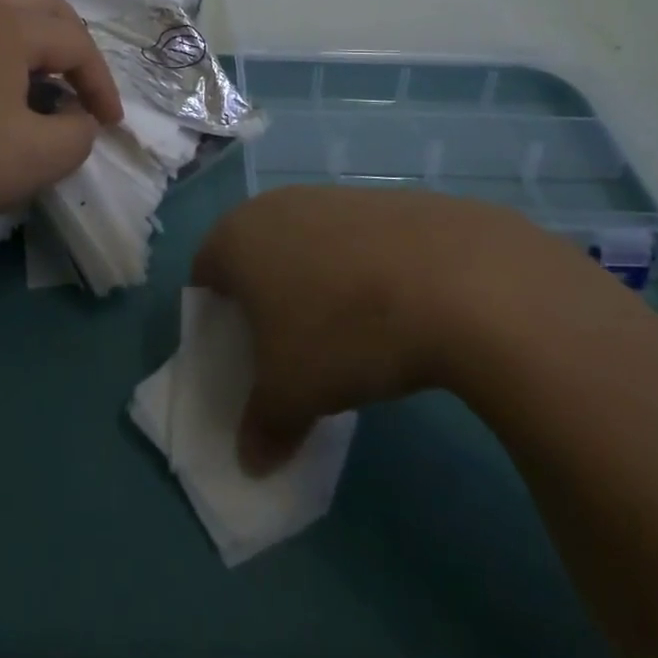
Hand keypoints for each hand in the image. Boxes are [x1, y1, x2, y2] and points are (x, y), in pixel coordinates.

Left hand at [0, 0, 122, 261]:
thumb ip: (79, 133)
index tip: (110, 124)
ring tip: (32, 63)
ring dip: (27, 23)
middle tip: (78, 84)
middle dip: (71, 41)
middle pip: (41, 3)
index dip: (101, 84)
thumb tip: (77, 117)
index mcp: (8, 23)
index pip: (75, 44)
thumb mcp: (39, 160)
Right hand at [192, 185, 577, 472]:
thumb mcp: (292, 395)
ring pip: (304, 245)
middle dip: (262, 301)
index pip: (204, 272)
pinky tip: (388, 310)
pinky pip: (351, 242)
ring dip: (312, 285)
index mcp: (237, 237)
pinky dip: (356, 273)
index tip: (237, 356)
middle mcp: (276, 204)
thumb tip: (251, 461)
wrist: (452, 278)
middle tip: (284, 350)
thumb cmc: (343, 331)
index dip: (214, 317)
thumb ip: (262, 427)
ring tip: (342, 335)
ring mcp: (331, 196)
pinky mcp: (380, 199)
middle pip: (254, 255)